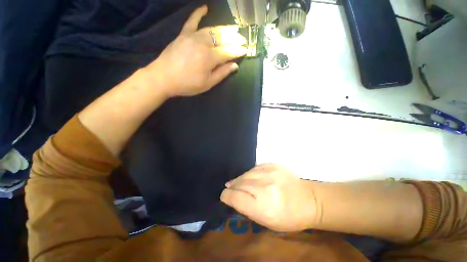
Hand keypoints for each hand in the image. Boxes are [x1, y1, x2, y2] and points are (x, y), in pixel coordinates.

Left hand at [144, 6, 247, 97]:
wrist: (163, 77)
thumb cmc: (187, 84)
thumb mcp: (207, 83)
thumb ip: (222, 73)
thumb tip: (234, 65)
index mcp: (210, 58)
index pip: (228, 52)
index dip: (238, 51)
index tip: (246, 50)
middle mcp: (203, 43)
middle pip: (222, 38)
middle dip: (235, 38)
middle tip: (243, 39)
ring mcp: (192, 36)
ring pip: (212, 29)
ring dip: (224, 28)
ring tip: (234, 29)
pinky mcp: (183, 34)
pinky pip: (192, 21)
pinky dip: (198, 13)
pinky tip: (205, 8)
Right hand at [220, 164, 318, 231]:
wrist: (309, 200)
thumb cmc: (288, 217)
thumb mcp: (266, 221)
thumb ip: (247, 209)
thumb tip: (233, 197)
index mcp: (264, 206)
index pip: (236, 198)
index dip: (227, 196)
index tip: (224, 196)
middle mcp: (265, 187)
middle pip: (239, 184)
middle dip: (232, 187)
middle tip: (229, 189)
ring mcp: (269, 173)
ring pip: (245, 174)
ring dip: (239, 179)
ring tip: (237, 183)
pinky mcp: (272, 165)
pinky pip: (254, 168)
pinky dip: (249, 173)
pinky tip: (249, 177)